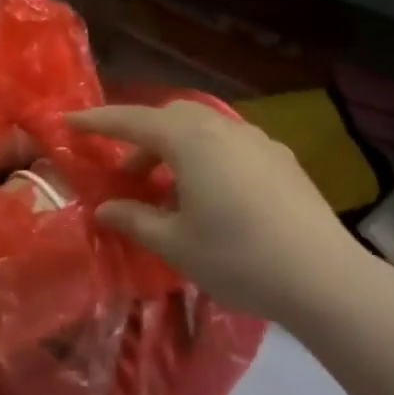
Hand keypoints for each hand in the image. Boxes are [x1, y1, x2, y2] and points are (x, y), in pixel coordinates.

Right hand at [69, 100, 378, 321]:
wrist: (324, 277)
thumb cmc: (237, 257)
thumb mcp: (175, 243)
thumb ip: (134, 219)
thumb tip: (104, 208)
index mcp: (190, 141)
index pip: (132, 121)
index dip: (97, 120)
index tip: (70, 121)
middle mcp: (222, 129)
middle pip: (171, 117)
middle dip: (142, 137)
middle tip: (128, 172)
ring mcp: (257, 141)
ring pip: (203, 130)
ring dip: (176, 150)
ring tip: (169, 192)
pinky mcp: (282, 160)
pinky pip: (230, 146)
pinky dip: (207, 159)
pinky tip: (213, 197)